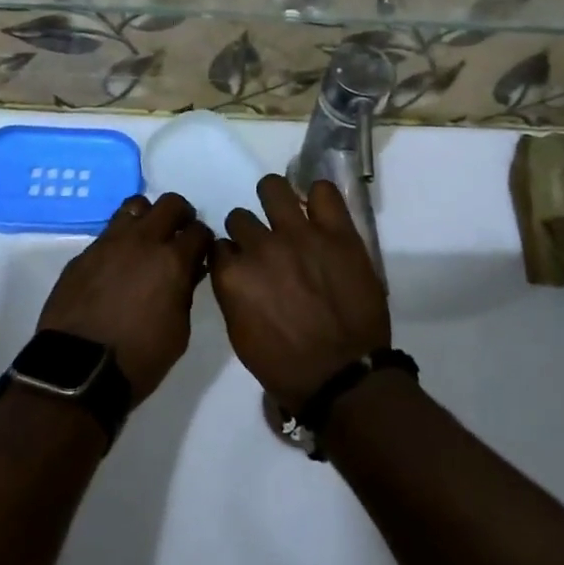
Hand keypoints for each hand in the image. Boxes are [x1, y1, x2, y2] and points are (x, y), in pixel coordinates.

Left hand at [36, 193, 211, 403]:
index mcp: (171, 261)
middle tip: (179, 236)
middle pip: (170, 203)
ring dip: (148, 218)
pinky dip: (120, 241)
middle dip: (181, 216)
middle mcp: (142, 241)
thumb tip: (188, 272)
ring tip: (146, 241)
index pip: (199, 231)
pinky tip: (117, 265)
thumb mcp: (179, 332)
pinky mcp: (84, 253)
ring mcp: (109, 242)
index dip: (203, 241)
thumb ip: (186, 292)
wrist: (77, 370)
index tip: (200, 253)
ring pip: (135, 206)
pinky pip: (108, 233)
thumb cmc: (138, 359)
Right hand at [211, 175, 390, 412]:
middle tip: (266, 245)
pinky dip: (319, 196)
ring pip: (273, 188)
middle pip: (240, 217)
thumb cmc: (287, 368)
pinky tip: (319, 211)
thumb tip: (235, 272)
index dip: (231, 254)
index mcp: (234, 276)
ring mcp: (300, 234)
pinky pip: (323, 191)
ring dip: (274, 200)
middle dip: (249, 230)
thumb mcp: (241, 337)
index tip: (241, 262)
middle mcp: (261, 247)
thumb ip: (233, 295)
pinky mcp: (336, 232)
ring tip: (286, 212)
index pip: (219, 245)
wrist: (345, 377)